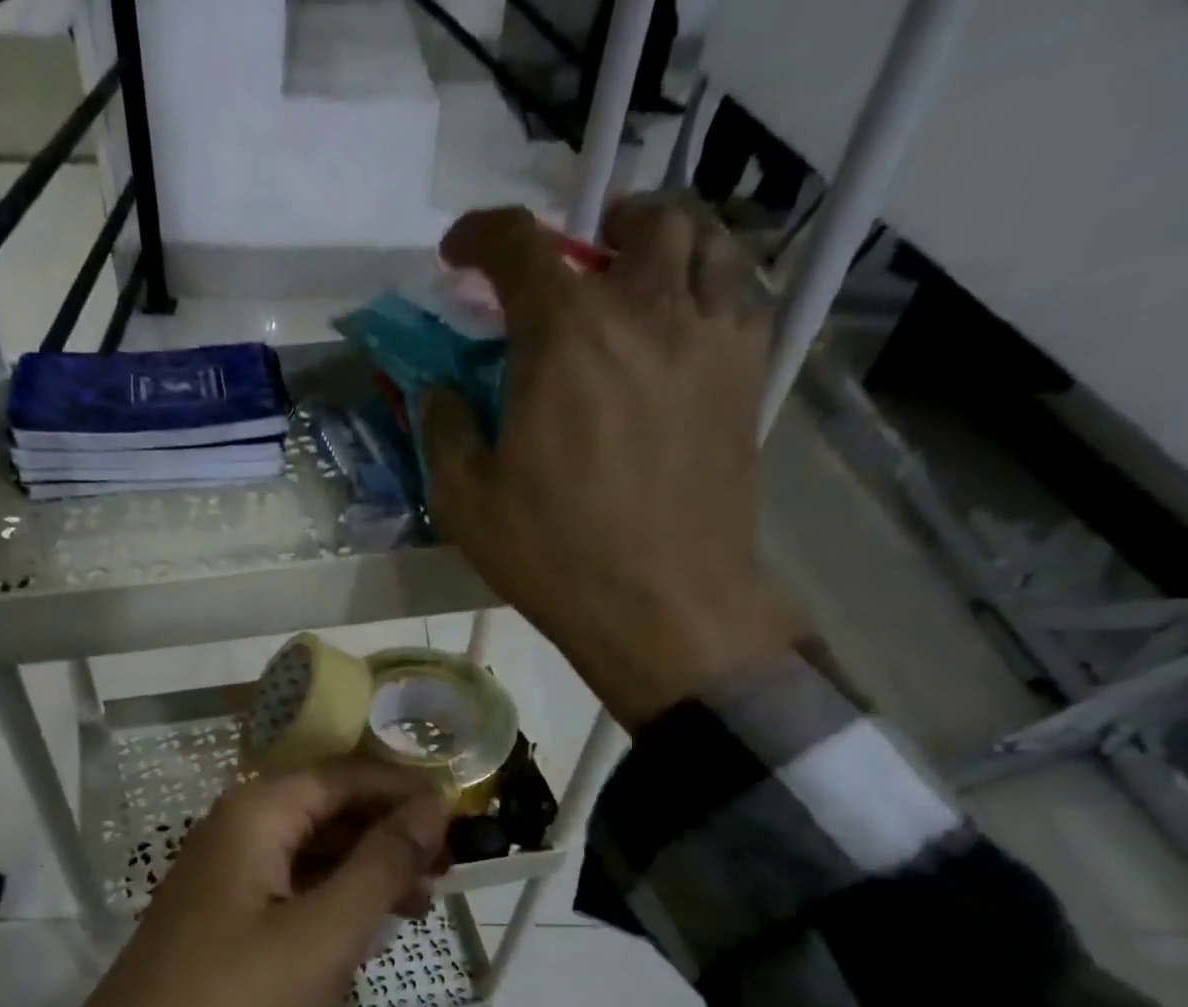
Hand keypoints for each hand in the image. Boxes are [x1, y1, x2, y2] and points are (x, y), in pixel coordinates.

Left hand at [60, 760, 451, 1006]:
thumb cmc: (238, 995)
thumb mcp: (328, 928)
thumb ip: (384, 860)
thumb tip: (434, 803)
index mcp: (258, 811)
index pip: (348, 777)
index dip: (406, 792)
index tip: (462, 818)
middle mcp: (237, 827)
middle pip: (329, 810)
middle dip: (390, 834)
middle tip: (447, 871)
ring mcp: (224, 872)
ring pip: (311, 851)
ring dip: (366, 869)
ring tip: (419, 902)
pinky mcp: (221, 914)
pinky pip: (289, 887)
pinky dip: (332, 898)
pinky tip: (364, 927)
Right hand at [423, 195, 798, 726]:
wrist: (662, 604)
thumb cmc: (554, 554)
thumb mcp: (465, 502)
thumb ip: (444, 430)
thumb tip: (440, 391)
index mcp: (563, 335)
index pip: (519, 245)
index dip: (479, 235)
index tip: (458, 254)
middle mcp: (644, 309)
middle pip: (634, 220)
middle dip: (593, 229)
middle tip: (572, 267)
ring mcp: (708, 337)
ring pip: (703, 239)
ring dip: (661, 241)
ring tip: (637, 277)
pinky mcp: (747, 375)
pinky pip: (740, 292)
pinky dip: (709, 284)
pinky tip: (685, 324)